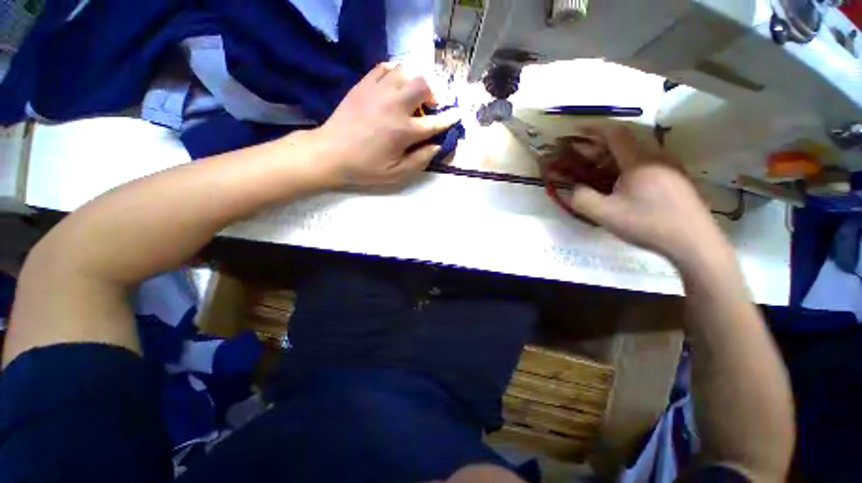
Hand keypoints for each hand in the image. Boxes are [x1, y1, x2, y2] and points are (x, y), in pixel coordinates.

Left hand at [311, 62, 459, 187]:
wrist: (330, 152)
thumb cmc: (365, 167)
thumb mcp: (396, 174)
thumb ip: (420, 161)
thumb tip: (436, 146)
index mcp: (404, 131)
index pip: (435, 122)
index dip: (449, 119)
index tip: (458, 114)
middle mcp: (395, 105)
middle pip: (423, 84)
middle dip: (433, 93)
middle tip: (429, 106)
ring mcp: (378, 91)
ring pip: (406, 70)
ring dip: (415, 81)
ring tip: (412, 95)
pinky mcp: (364, 84)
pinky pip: (385, 67)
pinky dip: (396, 73)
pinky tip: (394, 85)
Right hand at [568, 125, 725, 262]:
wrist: (694, 243)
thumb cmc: (648, 224)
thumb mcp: (606, 214)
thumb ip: (582, 199)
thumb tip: (573, 189)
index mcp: (640, 161)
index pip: (615, 133)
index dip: (594, 128)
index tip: (576, 130)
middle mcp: (657, 157)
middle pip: (624, 142)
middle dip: (598, 147)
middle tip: (579, 157)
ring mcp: (669, 167)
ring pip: (635, 154)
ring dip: (611, 158)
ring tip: (595, 172)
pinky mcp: (675, 178)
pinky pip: (645, 164)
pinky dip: (625, 167)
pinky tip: (618, 184)